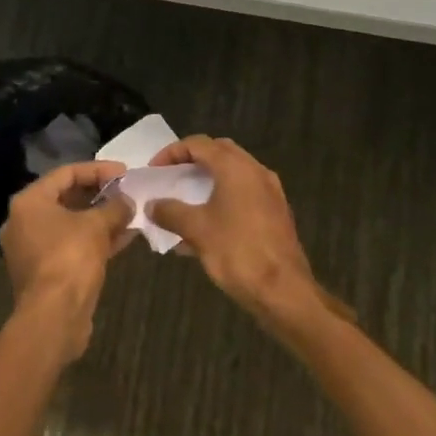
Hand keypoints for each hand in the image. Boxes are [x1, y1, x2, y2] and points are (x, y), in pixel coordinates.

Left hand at [0, 161, 134, 359]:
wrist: (53, 317)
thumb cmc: (70, 258)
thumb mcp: (97, 225)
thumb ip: (114, 207)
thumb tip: (128, 201)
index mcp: (29, 202)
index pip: (66, 173)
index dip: (97, 169)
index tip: (124, 172)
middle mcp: (24, 221)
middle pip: (67, 198)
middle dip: (100, 195)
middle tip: (127, 192)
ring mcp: (33, 248)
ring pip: (71, 224)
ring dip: (101, 218)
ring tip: (131, 213)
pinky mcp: (45, 271)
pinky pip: (72, 245)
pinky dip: (95, 239)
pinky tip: (124, 238)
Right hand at [146, 137, 339, 333]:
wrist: (284, 291)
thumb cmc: (237, 252)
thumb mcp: (197, 230)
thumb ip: (170, 212)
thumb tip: (151, 206)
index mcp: (236, 167)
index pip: (198, 144)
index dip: (172, 152)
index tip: (154, 171)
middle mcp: (255, 171)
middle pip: (218, 153)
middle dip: (192, 162)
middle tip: (171, 178)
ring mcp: (270, 192)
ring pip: (233, 175)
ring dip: (208, 182)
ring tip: (185, 202)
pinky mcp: (276, 213)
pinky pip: (244, 195)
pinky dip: (223, 200)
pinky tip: (207, 227)